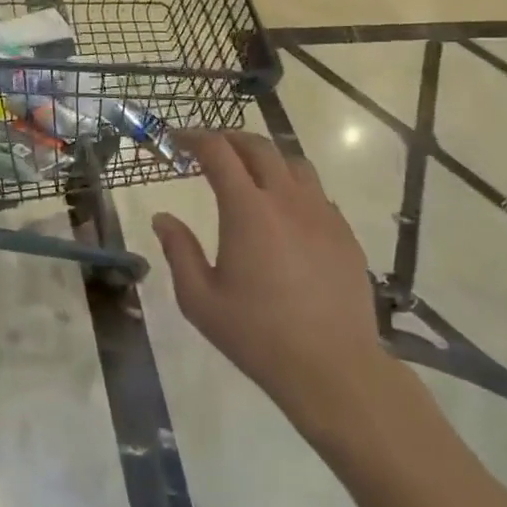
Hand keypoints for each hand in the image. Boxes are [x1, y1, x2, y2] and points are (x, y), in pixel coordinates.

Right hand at [153, 131, 401, 446]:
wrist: (333, 368)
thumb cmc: (257, 335)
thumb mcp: (200, 299)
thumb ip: (178, 251)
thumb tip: (163, 218)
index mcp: (247, 211)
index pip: (218, 152)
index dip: (194, 138)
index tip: (176, 139)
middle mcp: (287, 200)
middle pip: (259, 147)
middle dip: (229, 139)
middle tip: (208, 148)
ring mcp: (322, 214)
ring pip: (293, 163)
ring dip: (265, 157)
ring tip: (248, 171)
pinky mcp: (344, 234)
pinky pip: (316, 192)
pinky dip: (292, 185)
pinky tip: (284, 211)